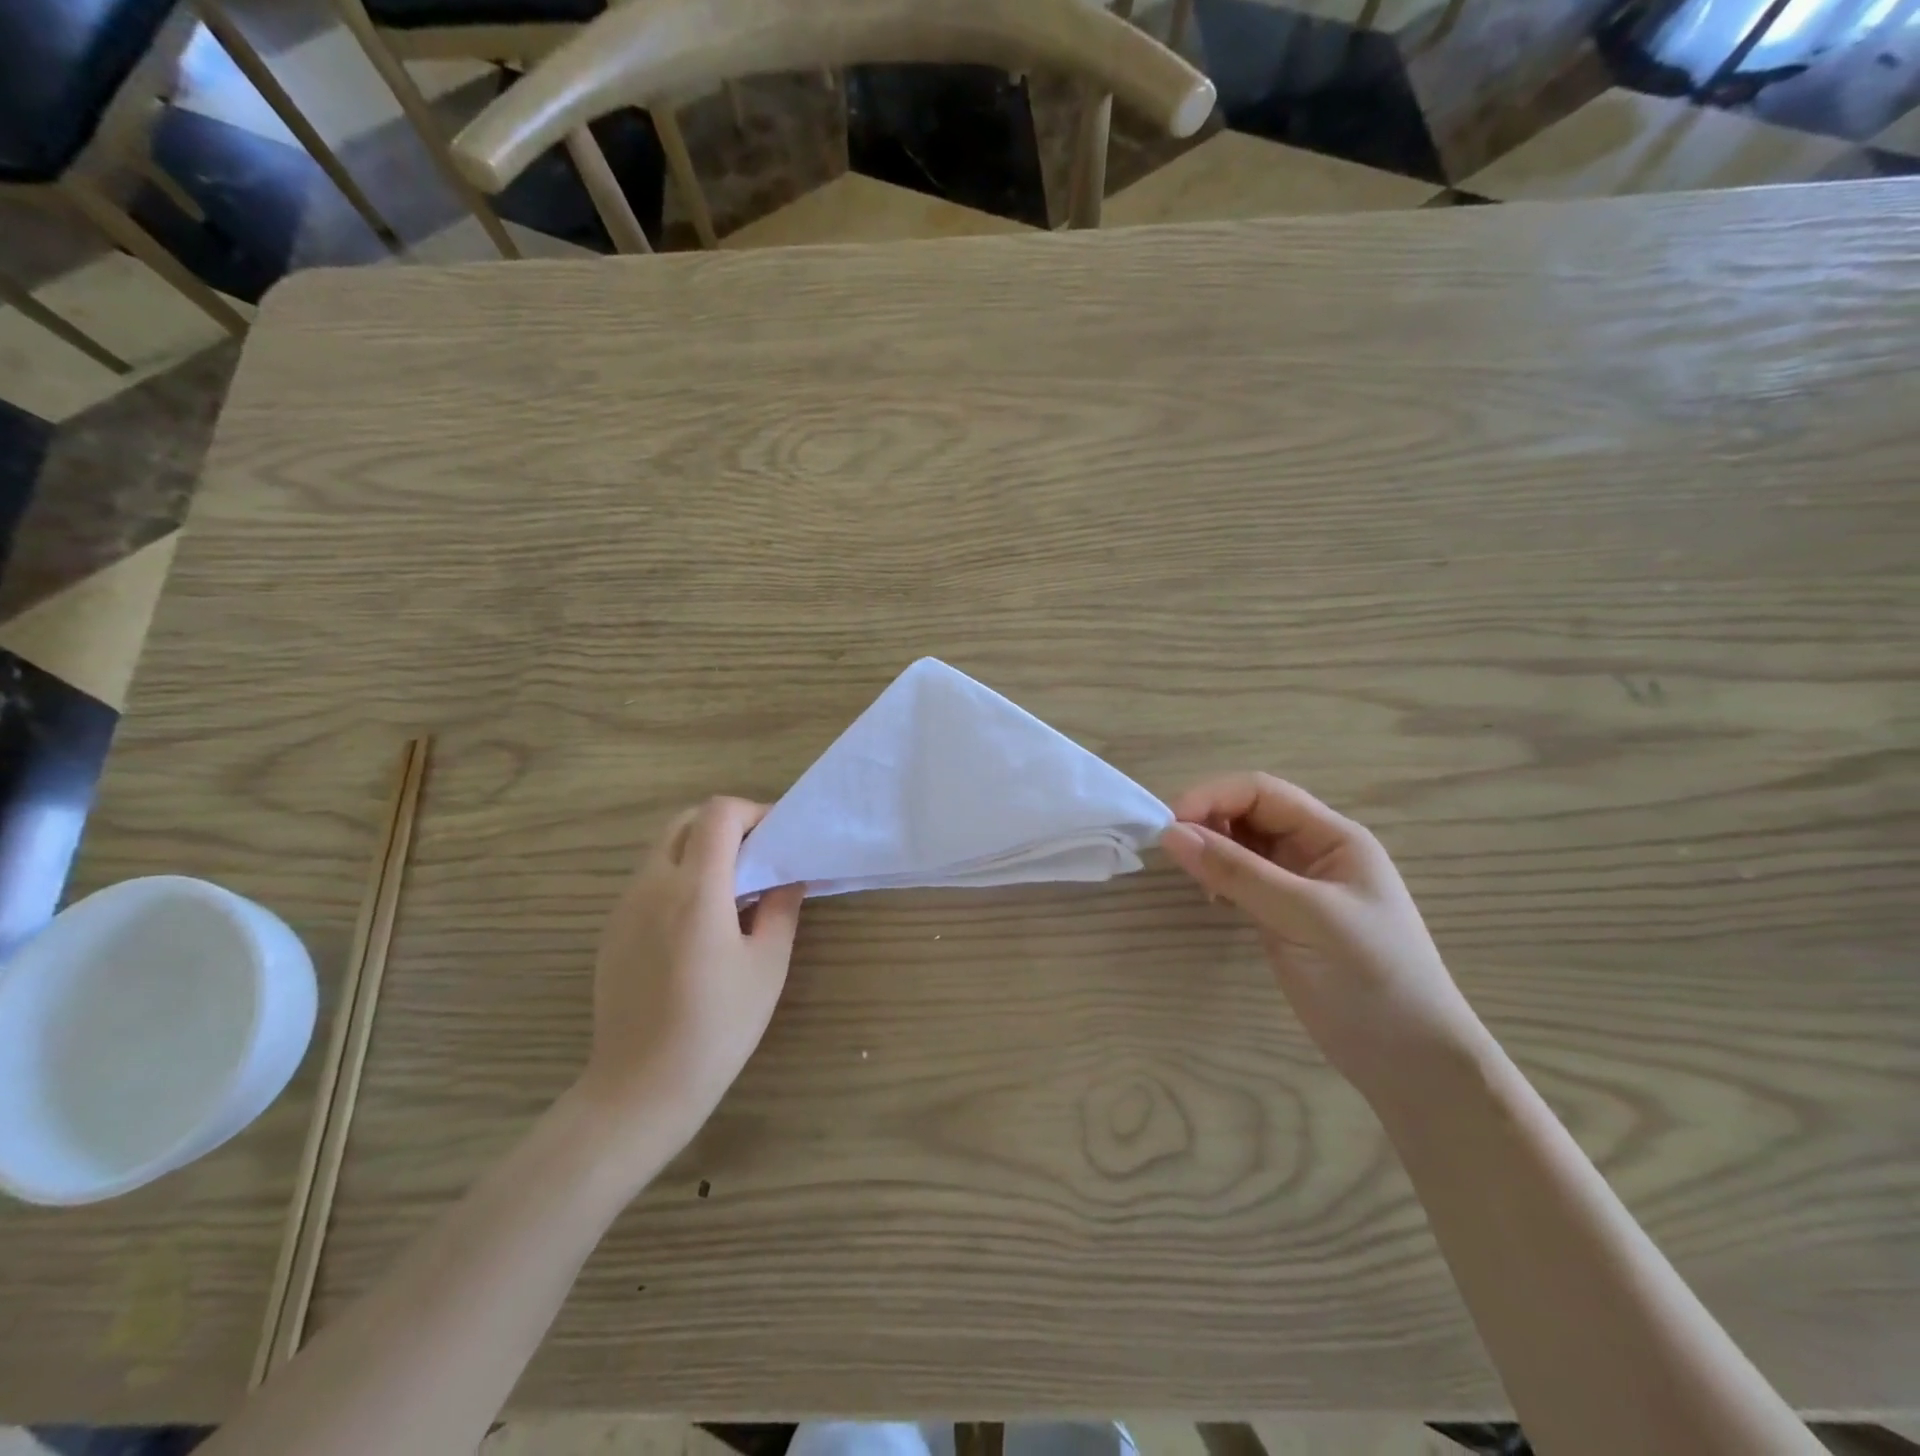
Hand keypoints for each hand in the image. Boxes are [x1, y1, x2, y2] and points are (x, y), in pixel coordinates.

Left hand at [576, 797, 805, 1152]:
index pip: (718, 814)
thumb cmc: (717, 1028)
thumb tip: (788, 876)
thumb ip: (781, 909)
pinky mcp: (612, 930)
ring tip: (732, 889)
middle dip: (725, 824)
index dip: (752, 812)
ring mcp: (624, 907)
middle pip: (685, 821)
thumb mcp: (767, 966)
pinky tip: (699, 921)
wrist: (641, 1088)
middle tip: (756, 857)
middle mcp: (652, 886)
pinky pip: (648, 880)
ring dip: (700, 850)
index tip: (776, 837)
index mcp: (695, 891)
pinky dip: (678, 876)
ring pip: (663, 849)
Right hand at [1159, 772, 1481, 1090]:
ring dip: (1210, 849)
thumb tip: (1170, 833)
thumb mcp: (1305, 917)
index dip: (1213, 796)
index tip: (1169, 824)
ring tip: (1192, 877)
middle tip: (1171, 850)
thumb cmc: (1370, 977)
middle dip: (1207, 821)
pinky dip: (1217, 878)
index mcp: (1333, 836)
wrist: (1409, 1061)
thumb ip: (1238, 872)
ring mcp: (1296, 885)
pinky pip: (1240, 879)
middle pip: (1248, 813)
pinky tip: (1210, 898)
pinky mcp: (1280, 916)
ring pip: (1240, 846)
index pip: (1262, 792)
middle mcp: (1313, 851)